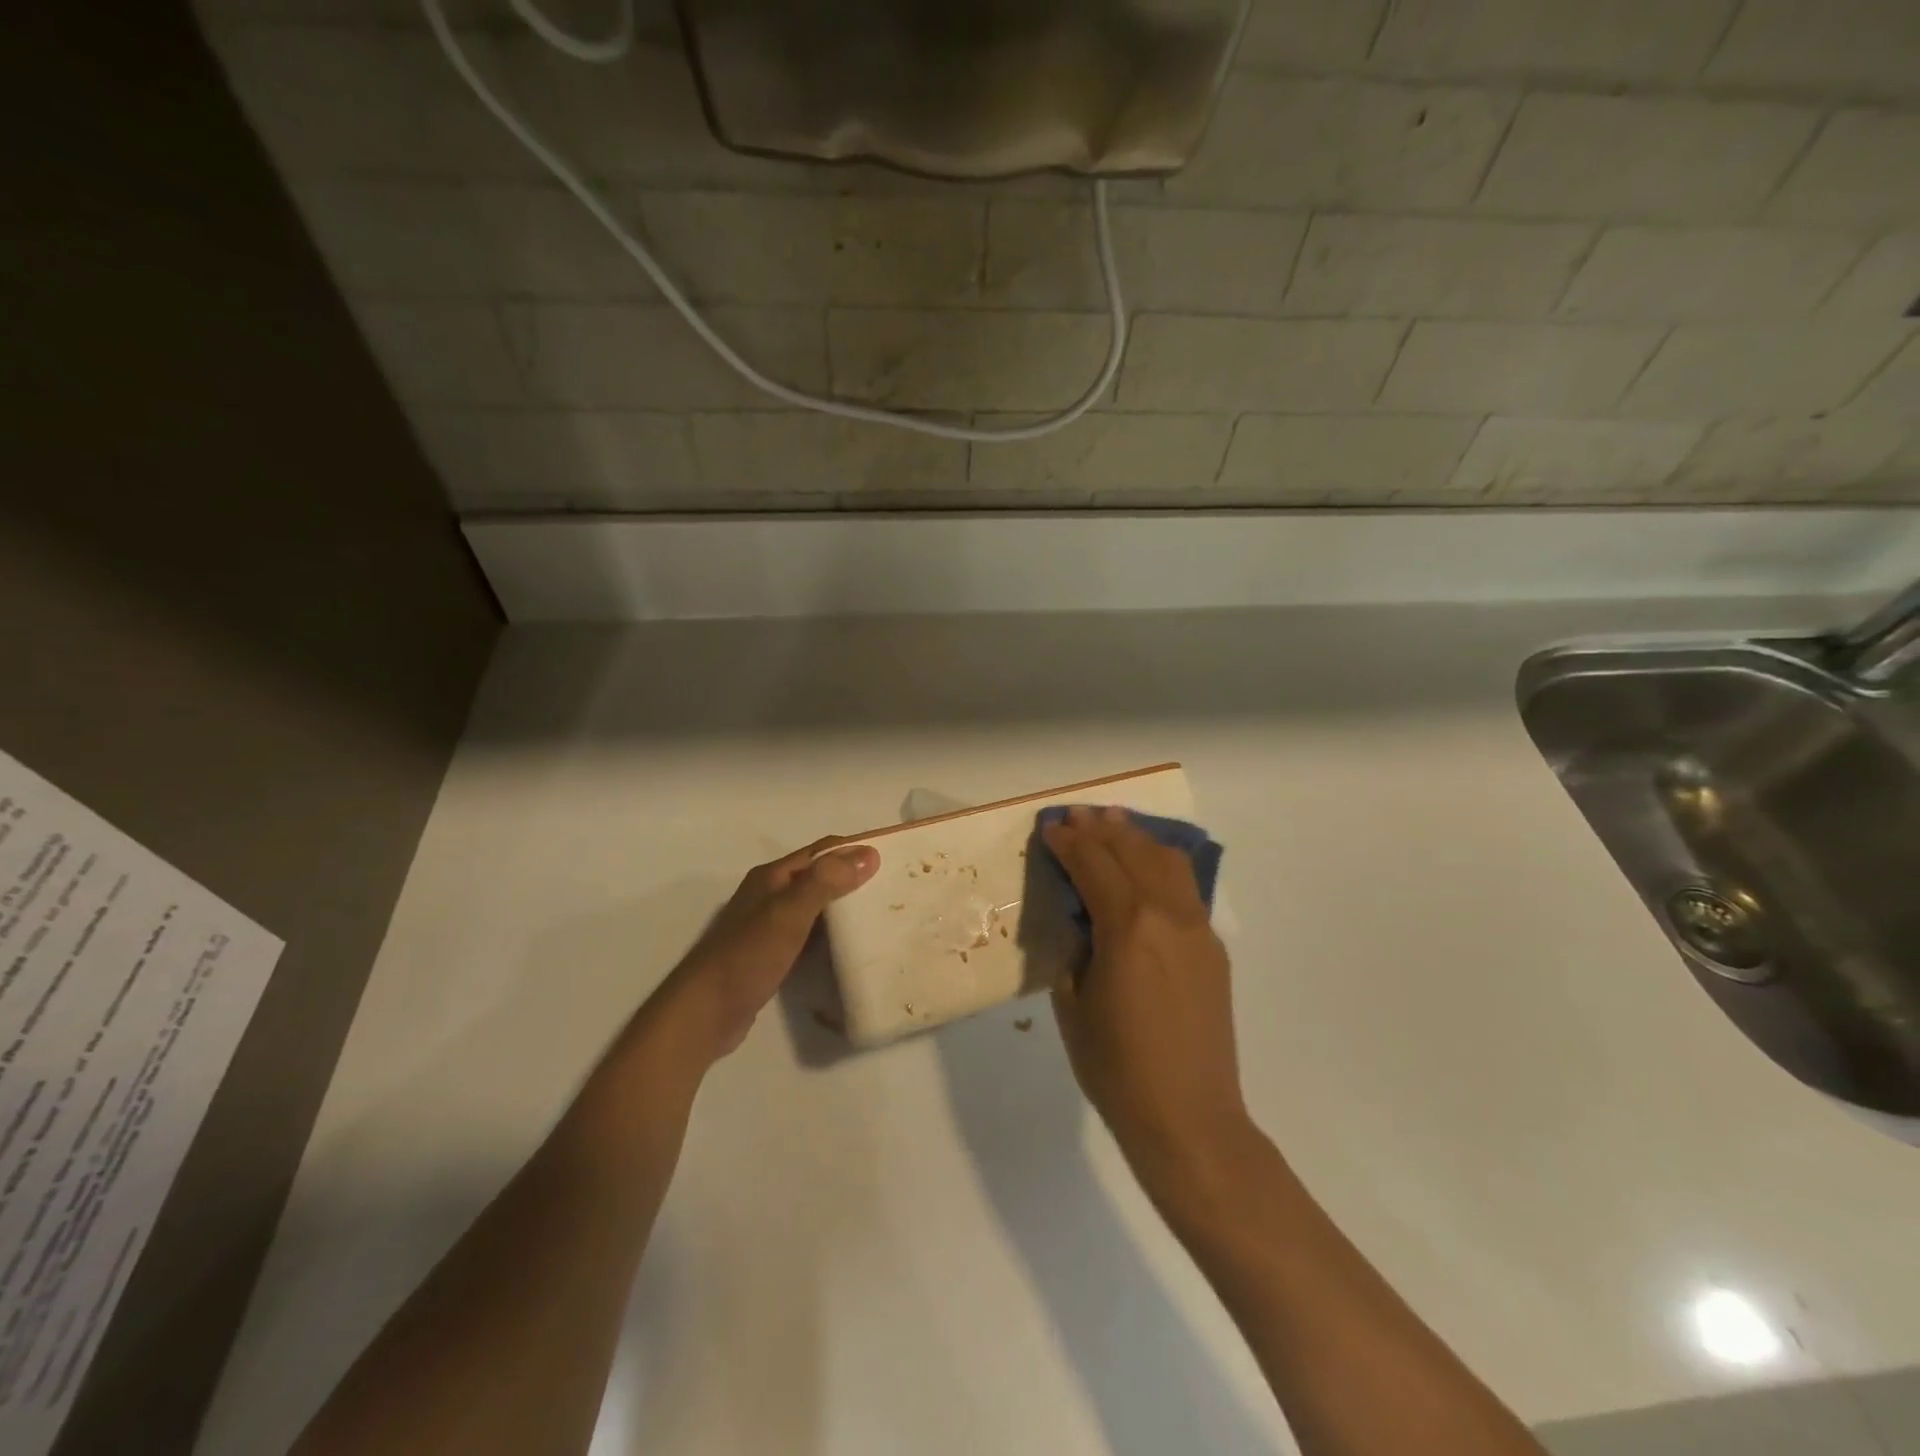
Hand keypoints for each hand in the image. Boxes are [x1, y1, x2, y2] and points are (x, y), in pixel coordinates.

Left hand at [653, 838, 878, 1063]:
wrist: (704, 1013)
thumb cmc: (746, 957)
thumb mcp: (788, 913)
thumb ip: (826, 882)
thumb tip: (869, 853)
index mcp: (773, 877)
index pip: (821, 850)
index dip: (854, 849)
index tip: (893, 856)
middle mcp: (770, 895)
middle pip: (819, 876)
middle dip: (853, 878)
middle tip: (893, 889)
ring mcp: (768, 926)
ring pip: (815, 907)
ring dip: (844, 907)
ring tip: (880, 915)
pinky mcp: (771, 955)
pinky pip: (809, 935)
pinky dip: (831, 935)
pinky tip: (850, 947)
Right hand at [1041, 806, 1247, 1169]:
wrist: (1189, 1117)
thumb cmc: (1116, 1067)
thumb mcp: (1073, 1003)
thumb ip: (1076, 948)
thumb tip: (1082, 919)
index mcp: (1127, 927)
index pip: (1093, 865)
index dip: (1068, 842)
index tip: (1050, 828)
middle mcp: (1167, 915)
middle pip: (1132, 851)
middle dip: (1101, 828)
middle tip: (1076, 816)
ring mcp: (1197, 928)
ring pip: (1167, 861)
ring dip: (1136, 837)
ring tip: (1114, 822)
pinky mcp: (1213, 947)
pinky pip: (1186, 887)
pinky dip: (1161, 863)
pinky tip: (1147, 864)